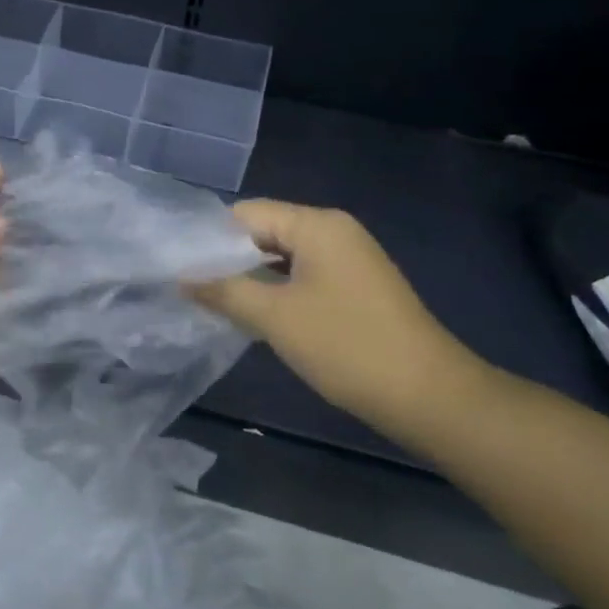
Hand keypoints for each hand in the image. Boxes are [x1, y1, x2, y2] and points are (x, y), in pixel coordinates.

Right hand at [191, 200, 487, 441]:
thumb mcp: (275, 317)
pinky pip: (304, 275)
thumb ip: (224, 291)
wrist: (428, 394)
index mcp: (317, 224)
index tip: (180, 268)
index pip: (246, 214)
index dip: (210, 239)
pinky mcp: (357, 286)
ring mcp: (349, 258)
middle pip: (265, 231)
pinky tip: (257, 314)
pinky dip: (278, 290)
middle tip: (192, 290)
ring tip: (215, 304)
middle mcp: (334, 230)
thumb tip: (182, 277)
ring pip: (283, 257)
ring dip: (252, 278)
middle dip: (229, 260)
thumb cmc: (346, 346)